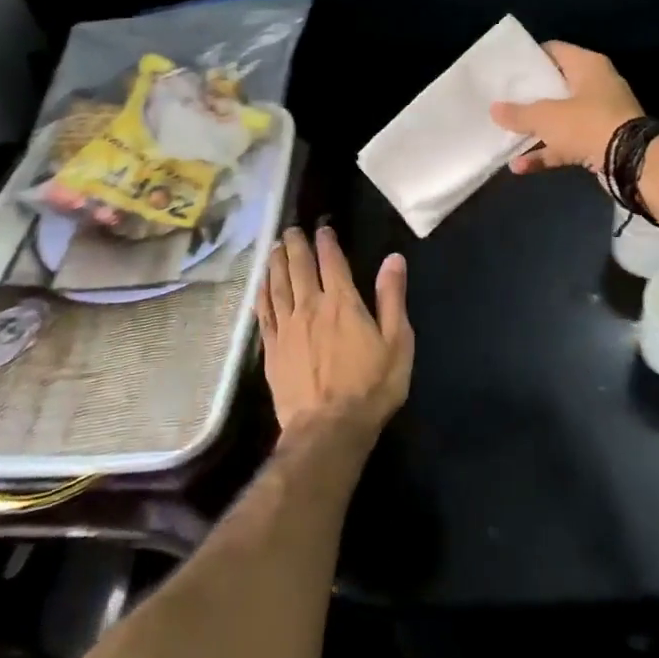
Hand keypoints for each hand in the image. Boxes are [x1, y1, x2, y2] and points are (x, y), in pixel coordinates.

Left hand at [257, 225, 412, 434]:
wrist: (329, 429)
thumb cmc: (370, 387)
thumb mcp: (397, 342)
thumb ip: (392, 298)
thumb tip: (393, 259)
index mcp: (342, 303)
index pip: (332, 262)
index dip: (327, 242)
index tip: (322, 228)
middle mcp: (310, 307)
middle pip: (298, 267)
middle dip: (296, 245)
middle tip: (291, 230)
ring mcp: (287, 328)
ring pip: (277, 285)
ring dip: (276, 263)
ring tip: (275, 247)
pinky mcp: (272, 349)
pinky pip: (263, 312)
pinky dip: (262, 293)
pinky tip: (261, 284)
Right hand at [489, 41, 643, 176]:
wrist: (630, 160)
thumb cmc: (587, 123)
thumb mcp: (546, 117)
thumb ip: (519, 113)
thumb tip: (494, 109)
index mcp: (587, 66)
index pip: (554, 51)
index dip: (531, 58)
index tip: (508, 69)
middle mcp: (596, 86)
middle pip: (556, 87)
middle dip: (530, 98)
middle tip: (503, 101)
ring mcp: (600, 116)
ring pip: (561, 119)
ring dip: (536, 131)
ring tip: (506, 137)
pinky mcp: (600, 142)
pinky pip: (568, 144)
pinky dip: (547, 153)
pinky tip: (520, 166)